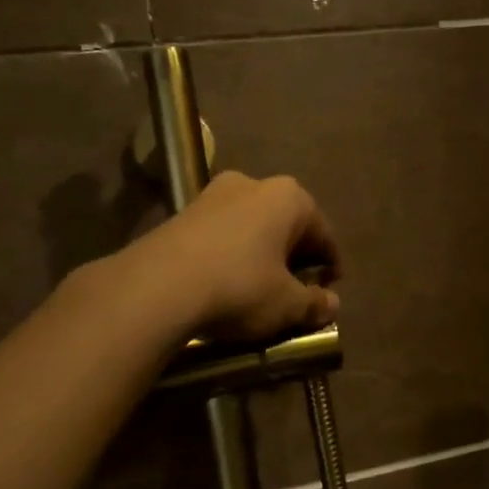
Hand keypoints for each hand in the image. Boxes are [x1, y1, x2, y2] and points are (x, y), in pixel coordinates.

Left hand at [134, 171, 342, 342]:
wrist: (157, 286)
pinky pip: (222, 234)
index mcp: (289, 197)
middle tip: (298, 290)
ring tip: (263, 289)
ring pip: (252, 227)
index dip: (331, 265)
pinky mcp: (182, 213)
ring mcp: (213, 194)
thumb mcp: (287, 304)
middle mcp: (254, 184)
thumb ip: (314, 303)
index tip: (330, 291)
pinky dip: (233, 255)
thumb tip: (331, 304)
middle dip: (295, 257)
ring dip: (262, 254)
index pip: (323, 233)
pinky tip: (228, 283)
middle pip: (286, 225)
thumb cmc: (240, 286)